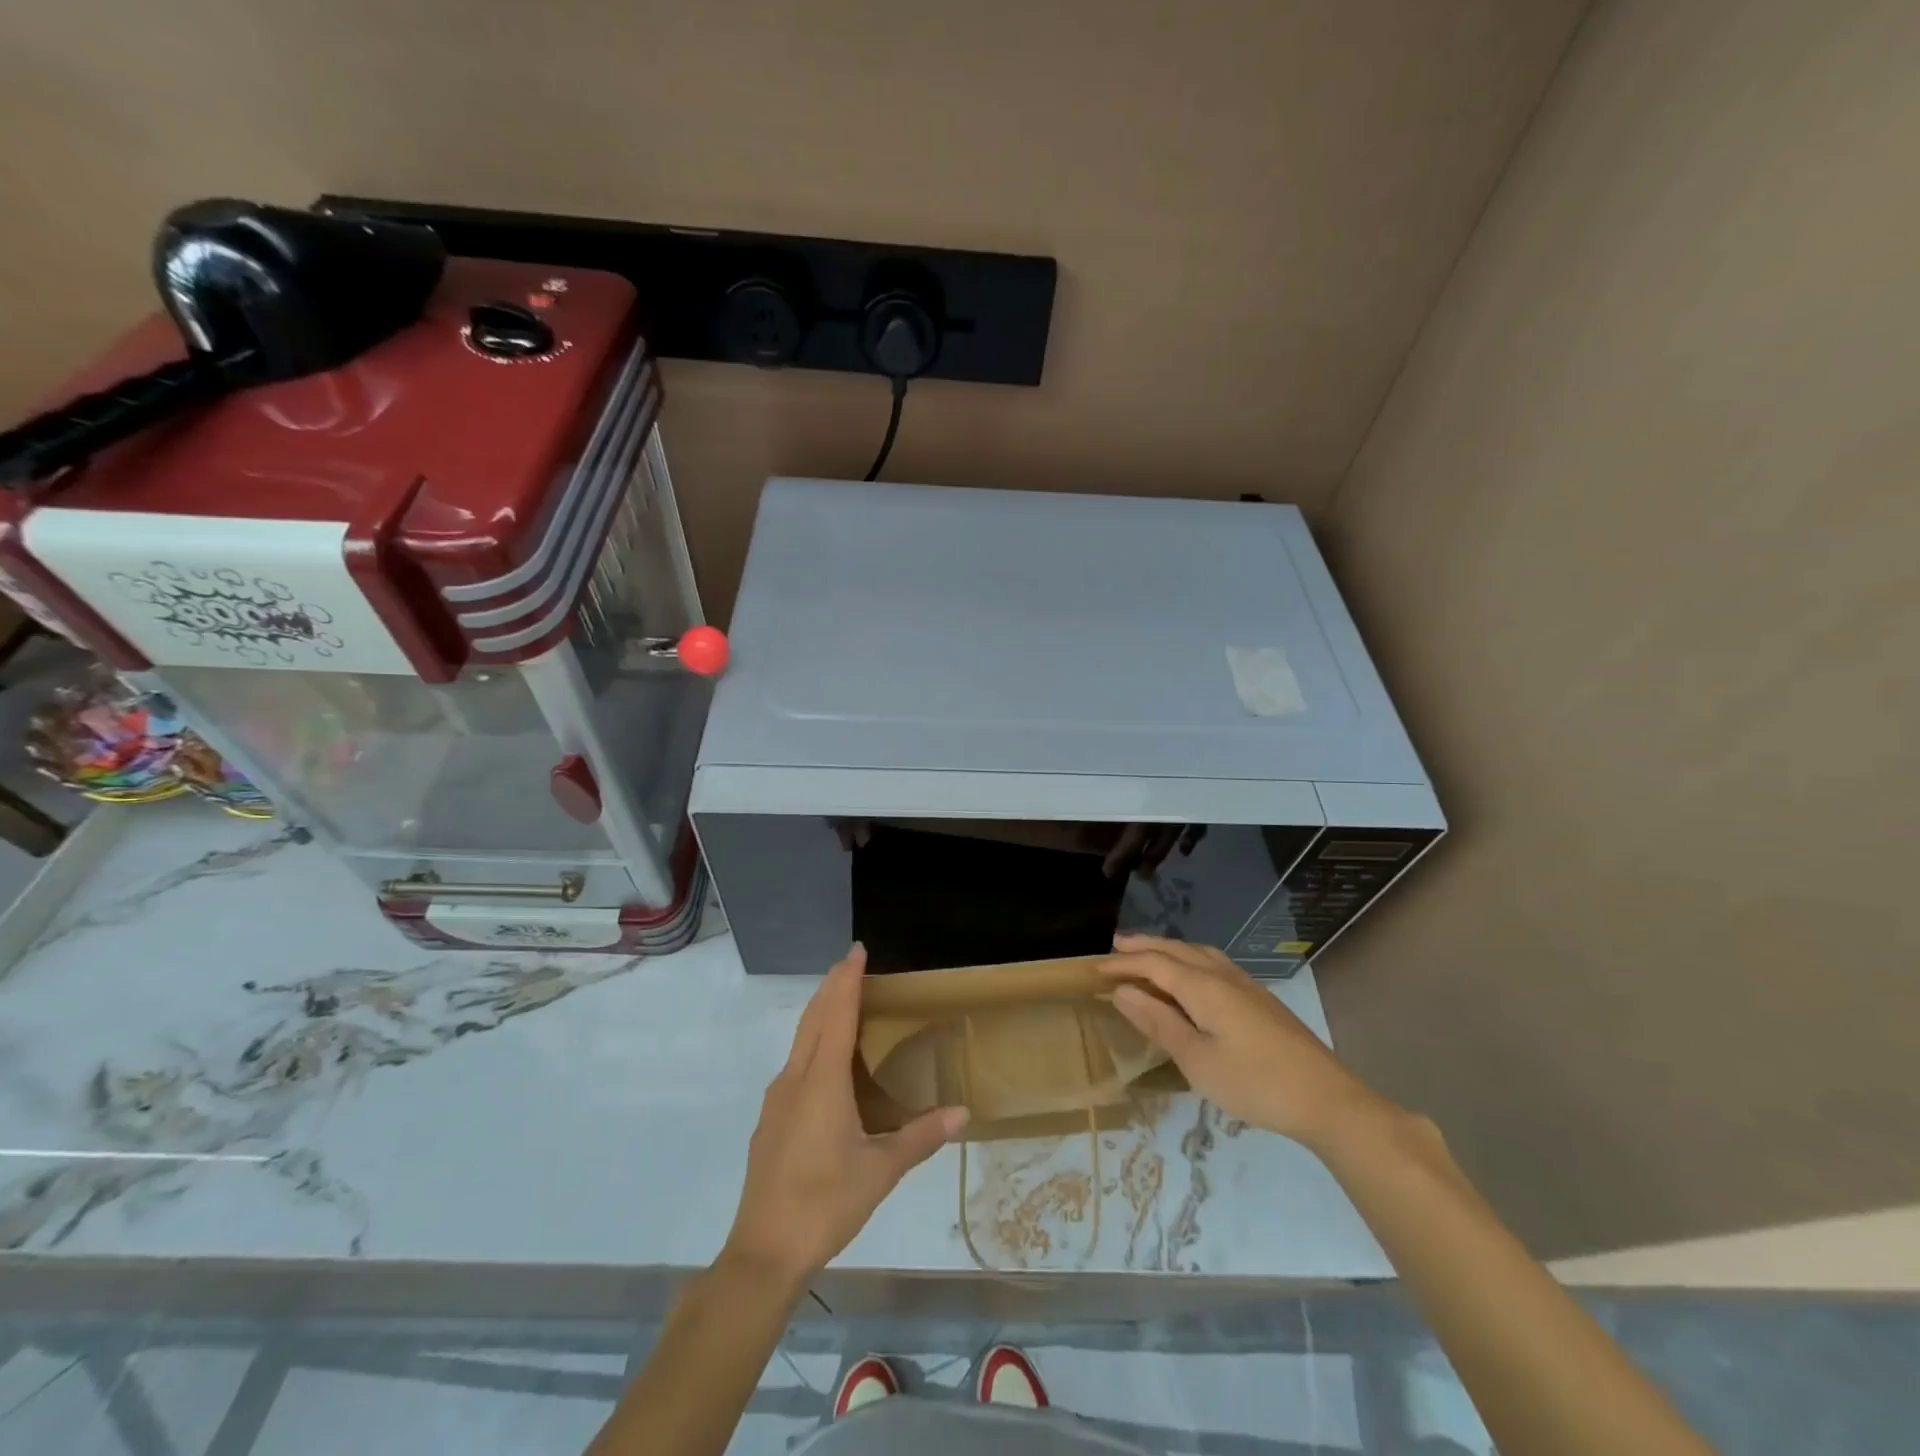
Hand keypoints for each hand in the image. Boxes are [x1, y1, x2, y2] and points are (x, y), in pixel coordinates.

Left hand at [724, 943, 967, 1286]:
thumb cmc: (825, 1203)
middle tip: (852, 963)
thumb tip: (962, 1113)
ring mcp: (778, 1099)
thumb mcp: (881, 1170)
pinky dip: (813, 1041)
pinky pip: (795, 1063)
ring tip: (843, 1000)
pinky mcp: (772, 1120)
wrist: (763, 1252)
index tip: (856, 949)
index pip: (837, 1014)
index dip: (847, 979)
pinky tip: (826, 1062)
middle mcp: (796, 1079)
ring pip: (800, 1039)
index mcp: (822, 1081)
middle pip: (814, 1018)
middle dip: (832, 986)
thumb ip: (921, 1136)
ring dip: (820, 1012)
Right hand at [1099, 933, 1389, 1150]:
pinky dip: (1191, 959)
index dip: (1123, 964)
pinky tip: (1193, 975)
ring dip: (1169, 950)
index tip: (1094, 969)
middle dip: (1145, 946)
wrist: (1326, 1099)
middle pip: (1176, 951)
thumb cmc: (1254, 1082)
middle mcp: (1223, 975)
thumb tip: (1123, 991)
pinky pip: (1214, 963)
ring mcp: (1245, 985)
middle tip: (1115, 947)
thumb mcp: (1197, 1060)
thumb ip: (1159, 1022)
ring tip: (1149, 953)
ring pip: (1199, 953)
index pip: (1154, 964)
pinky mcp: (1260, 999)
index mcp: (1203, 987)